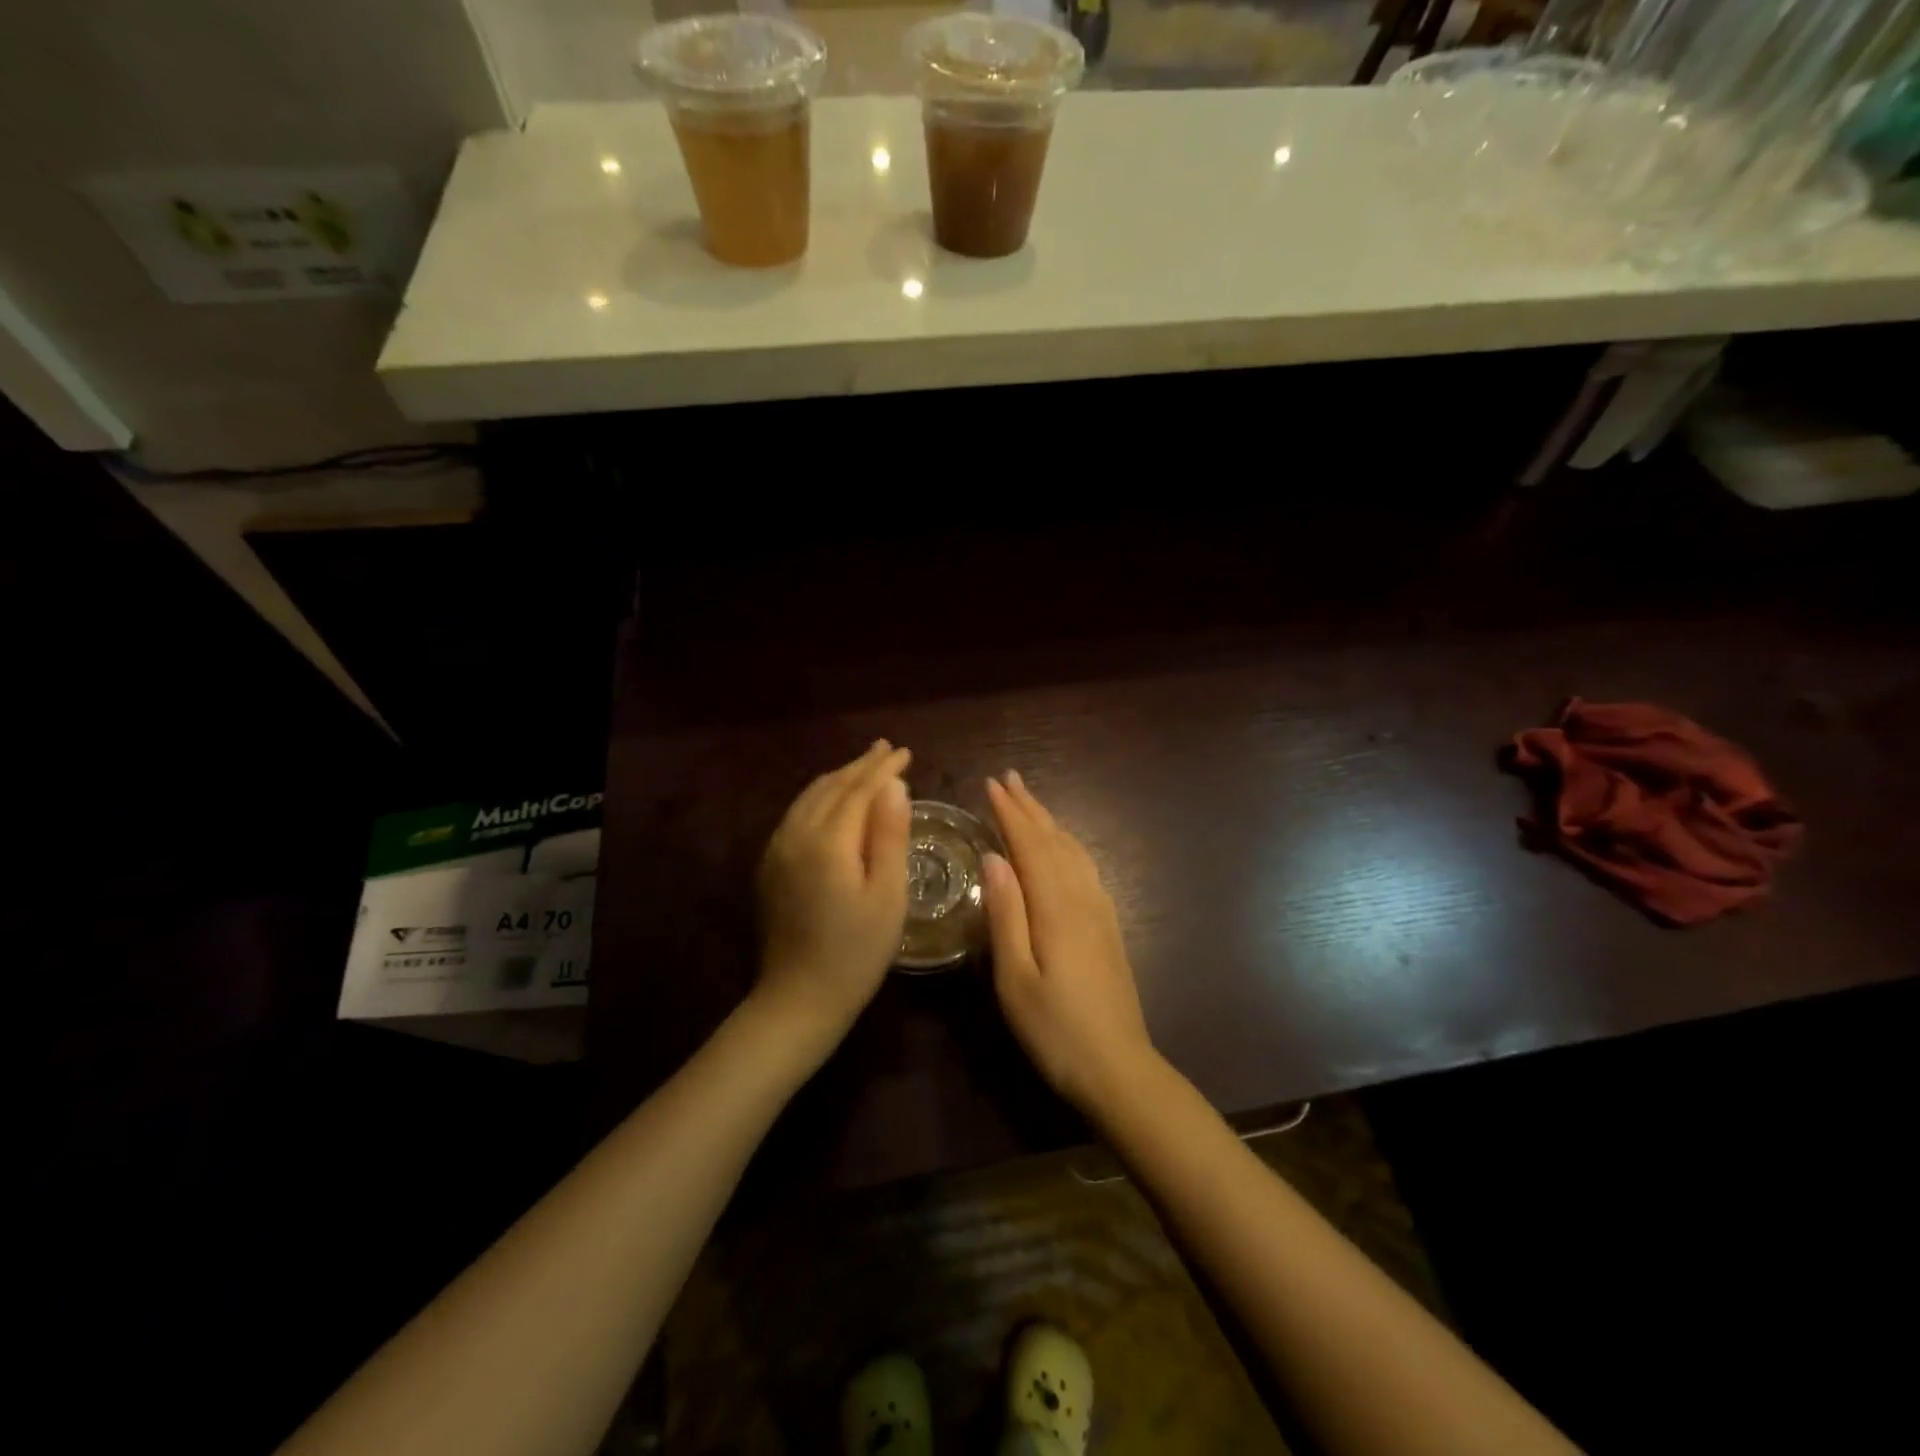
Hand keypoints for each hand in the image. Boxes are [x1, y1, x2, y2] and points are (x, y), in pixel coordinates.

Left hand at [754, 741, 912, 1038]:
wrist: (798, 997)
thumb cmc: (857, 951)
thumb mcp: (888, 895)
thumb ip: (890, 835)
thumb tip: (895, 785)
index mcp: (828, 841)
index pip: (859, 790)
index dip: (883, 769)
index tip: (905, 752)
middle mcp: (796, 834)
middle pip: (831, 787)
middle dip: (861, 766)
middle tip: (886, 749)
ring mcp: (777, 849)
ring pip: (810, 797)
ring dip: (839, 778)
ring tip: (863, 767)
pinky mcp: (770, 865)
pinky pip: (797, 814)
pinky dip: (820, 797)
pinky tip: (832, 801)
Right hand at [982, 771, 1159, 1116]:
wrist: (1119, 1067)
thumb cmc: (1055, 1030)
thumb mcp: (1015, 978)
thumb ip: (1005, 914)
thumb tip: (993, 857)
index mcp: (1055, 908)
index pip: (1029, 846)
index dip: (1010, 813)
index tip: (991, 784)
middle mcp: (1082, 899)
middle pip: (1054, 841)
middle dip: (1030, 808)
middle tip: (1009, 778)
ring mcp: (1100, 912)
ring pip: (1074, 852)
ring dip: (1050, 822)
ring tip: (1031, 802)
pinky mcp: (1109, 927)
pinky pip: (1087, 869)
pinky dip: (1069, 846)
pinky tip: (1064, 849)